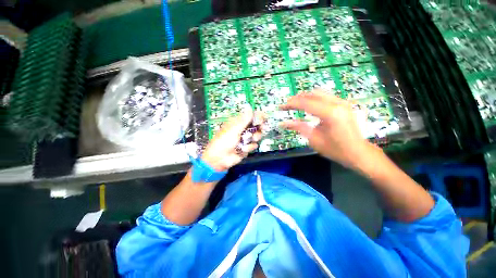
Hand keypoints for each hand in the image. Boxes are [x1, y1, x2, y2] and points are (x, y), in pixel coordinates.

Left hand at [202, 108, 262, 171]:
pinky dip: (248, 147)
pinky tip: (242, 150)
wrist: (220, 159)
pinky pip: (254, 145)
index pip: (250, 116)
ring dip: (253, 138)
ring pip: (257, 136)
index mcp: (238, 123)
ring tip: (248, 141)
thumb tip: (249, 107)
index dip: (258, 116)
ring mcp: (245, 139)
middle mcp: (243, 130)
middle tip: (262, 128)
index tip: (264, 118)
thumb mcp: (234, 129)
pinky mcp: (247, 147)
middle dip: (259, 128)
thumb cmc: (224, 141)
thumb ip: (244, 120)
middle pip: (256, 126)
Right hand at [280, 90, 374, 168]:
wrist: (358, 152)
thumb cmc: (335, 149)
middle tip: (286, 106)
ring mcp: (342, 102)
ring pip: (319, 92)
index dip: (291, 104)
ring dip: (305, 97)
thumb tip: (283, 123)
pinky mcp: (344, 104)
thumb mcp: (314, 139)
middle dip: (297, 99)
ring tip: (295, 104)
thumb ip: (298, 127)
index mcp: (330, 113)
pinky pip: (325, 96)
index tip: (281, 107)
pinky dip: (314, 98)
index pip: (306, 103)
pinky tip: (309, 105)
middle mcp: (337, 103)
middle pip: (312, 94)